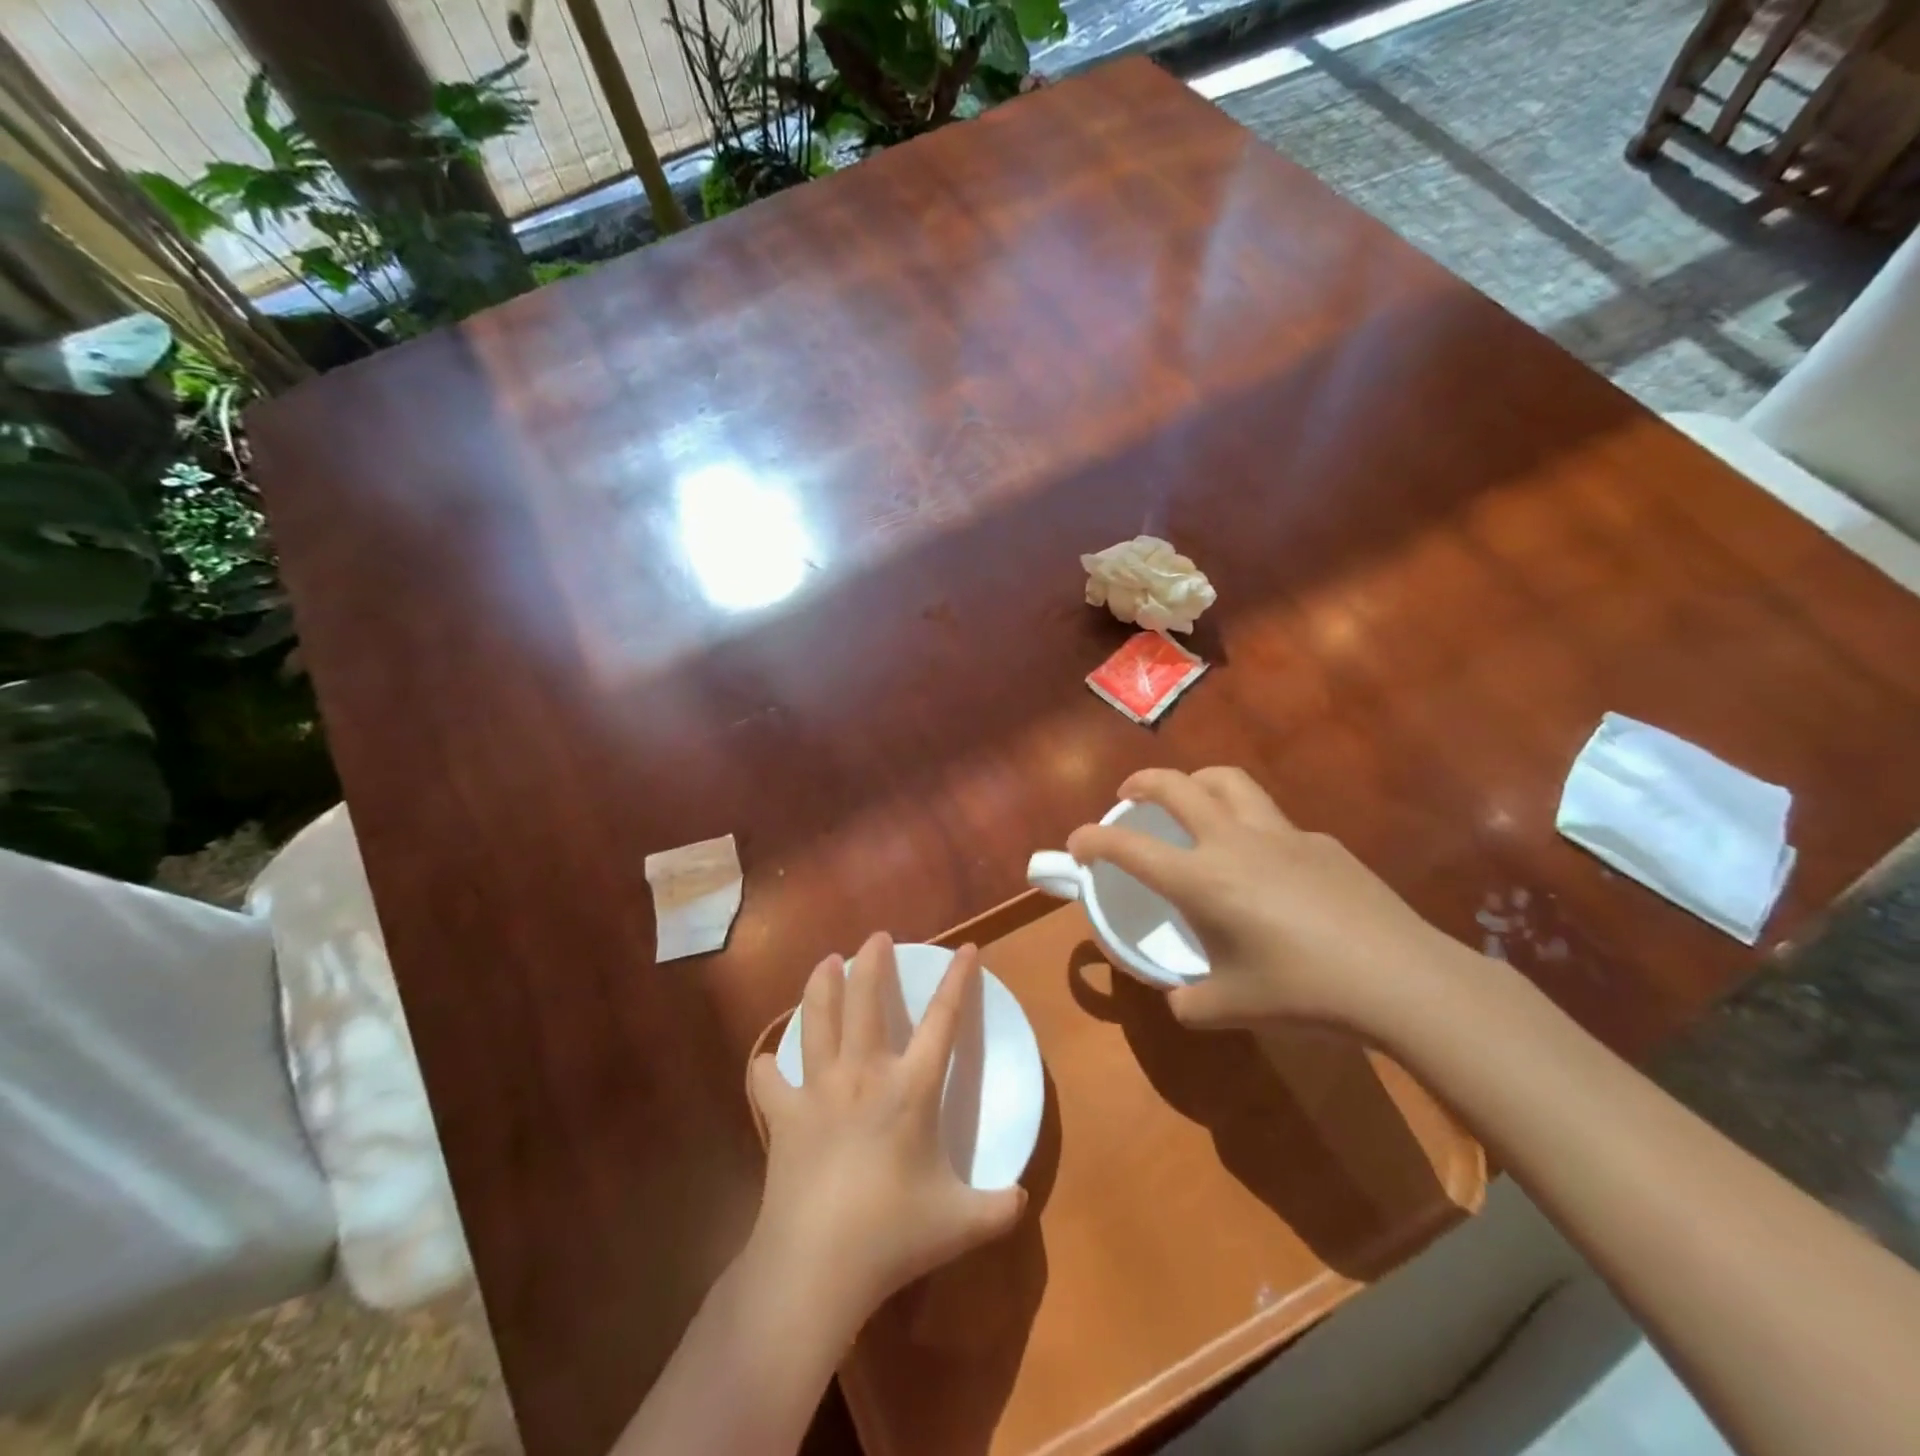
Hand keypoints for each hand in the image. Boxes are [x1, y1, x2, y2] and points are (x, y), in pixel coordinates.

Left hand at [746, 934, 1026, 1324]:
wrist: (815, 1265)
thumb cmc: (891, 1235)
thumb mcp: (960, 1224)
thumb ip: (998, 1207)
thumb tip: (1022, 1197)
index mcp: (910, 1088)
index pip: (943, 1021)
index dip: (957, 980)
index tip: (966, 948)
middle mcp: (863, 1074)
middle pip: (866, 1000)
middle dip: (872, 961)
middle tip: (875, 937)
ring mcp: (818, 1090)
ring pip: (817, 1019)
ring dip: (821, 985)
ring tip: (825, 961)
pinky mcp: (783, 1115)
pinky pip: (770, 1080)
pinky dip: (768, 1066)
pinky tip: (767, 1061)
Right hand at [1067, 767, 1470, 1039]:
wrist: (1400, 980)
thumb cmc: (1304, 993)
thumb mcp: (1230, 1008)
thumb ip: (1190, 1001)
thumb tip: (1179, 998)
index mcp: (1200, 879)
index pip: (1127, 846)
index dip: (1092, 839)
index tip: (1077, 844)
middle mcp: (1233, 842)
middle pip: (1176, 785)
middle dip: (1141, 782)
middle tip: (1130, 795)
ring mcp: (1281, 834)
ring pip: (1228, 781)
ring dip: (1196, 781)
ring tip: (1190, 800)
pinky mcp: (1321, 842)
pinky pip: (1273, 820)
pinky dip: (1250, 826)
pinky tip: (1266, 865)